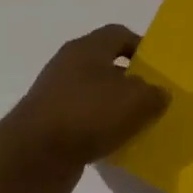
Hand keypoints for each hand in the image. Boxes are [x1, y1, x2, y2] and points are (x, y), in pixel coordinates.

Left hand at [0, 25, 170, 192]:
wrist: (33, 157)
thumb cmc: (87, 115)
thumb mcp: (136, 101)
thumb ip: (155, 93)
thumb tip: (159, 93)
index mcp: (86, 49)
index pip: (118, 34)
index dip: (142, 47)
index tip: (160, 69)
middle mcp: (69, 66)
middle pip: (107, 66)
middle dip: (132, 82)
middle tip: (156, 100)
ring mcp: (56, 97)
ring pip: (96, 97)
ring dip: (117, 110)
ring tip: (141, 126)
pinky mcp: (51, 126)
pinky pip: (84, 122)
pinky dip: (101, 131)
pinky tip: (116, 147)